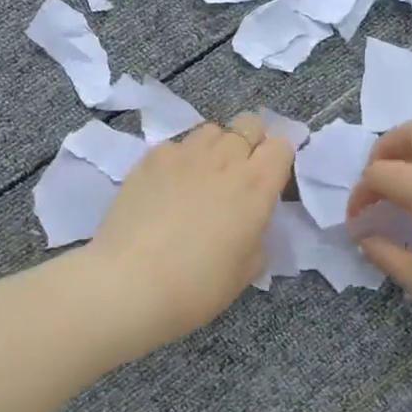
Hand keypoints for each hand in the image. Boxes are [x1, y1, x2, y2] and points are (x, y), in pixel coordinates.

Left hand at [87, 113, 294, 346]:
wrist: (129, 284)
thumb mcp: (245, 271)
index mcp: (256, 186)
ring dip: (215, 147)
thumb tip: (248, 223)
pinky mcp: (150, 158)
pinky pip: (175, 145)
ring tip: (201, 177)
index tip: (269, 183)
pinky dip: (179, 159)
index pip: (282, 146)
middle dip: (250, 143)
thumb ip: (256, 236)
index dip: (278, 161)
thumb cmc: (197, 287)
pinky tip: (167, 186)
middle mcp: (224, 159)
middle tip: (237, 176)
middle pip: (248, 124)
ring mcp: (184, 154)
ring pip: (211, 130)